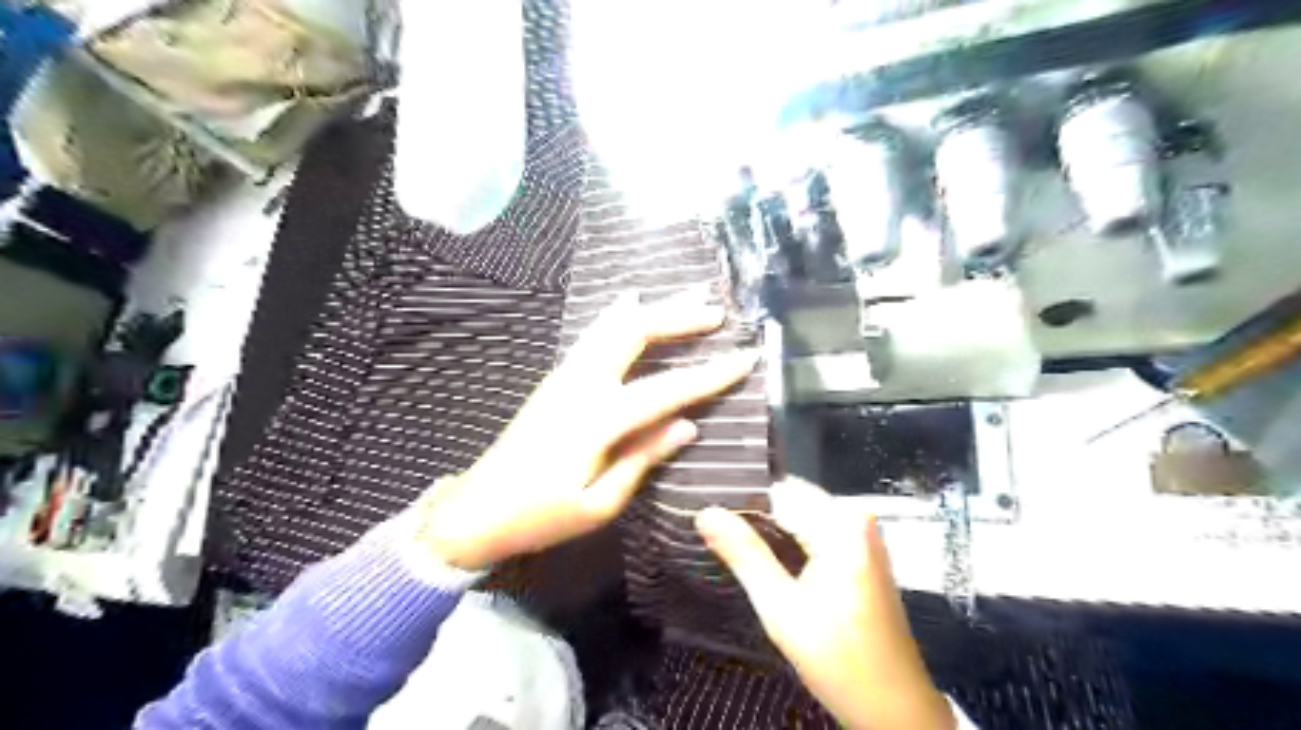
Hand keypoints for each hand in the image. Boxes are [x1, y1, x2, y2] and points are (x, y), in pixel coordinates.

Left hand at [421, 289, 757, 573]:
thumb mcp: (598, 504)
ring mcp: (563, 376)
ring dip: (651, 309)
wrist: (476, 509)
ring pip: (610, 326)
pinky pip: (594, 336)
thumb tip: (687, 426)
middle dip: (678, 318)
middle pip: (633, 333)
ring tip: (685, 298)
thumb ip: (643, 458)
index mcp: (596, 420)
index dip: (710, 374)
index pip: (666, 389)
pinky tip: (631, 305)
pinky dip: (620, 317)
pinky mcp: (555, 379)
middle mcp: (579, 385)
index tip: (746, 357)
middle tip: (716, 312)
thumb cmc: (539, 517)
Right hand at [702, 478, 951, 729]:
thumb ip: (744, 555)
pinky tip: (761, 558)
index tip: (704, 513)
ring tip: (728, 544)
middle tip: (710, 532)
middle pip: (788, 499)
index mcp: (841, 524)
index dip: (737, 500)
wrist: (895, 707)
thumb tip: (706, 513)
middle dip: (750, 515)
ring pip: (798, 514)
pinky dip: (786, 541)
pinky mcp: (860, 551)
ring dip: (765, 529)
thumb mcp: (782, 609)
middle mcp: (855, 517)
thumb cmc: (840, 660)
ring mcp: (861, 533)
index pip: (776, 491)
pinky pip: (813, 530)